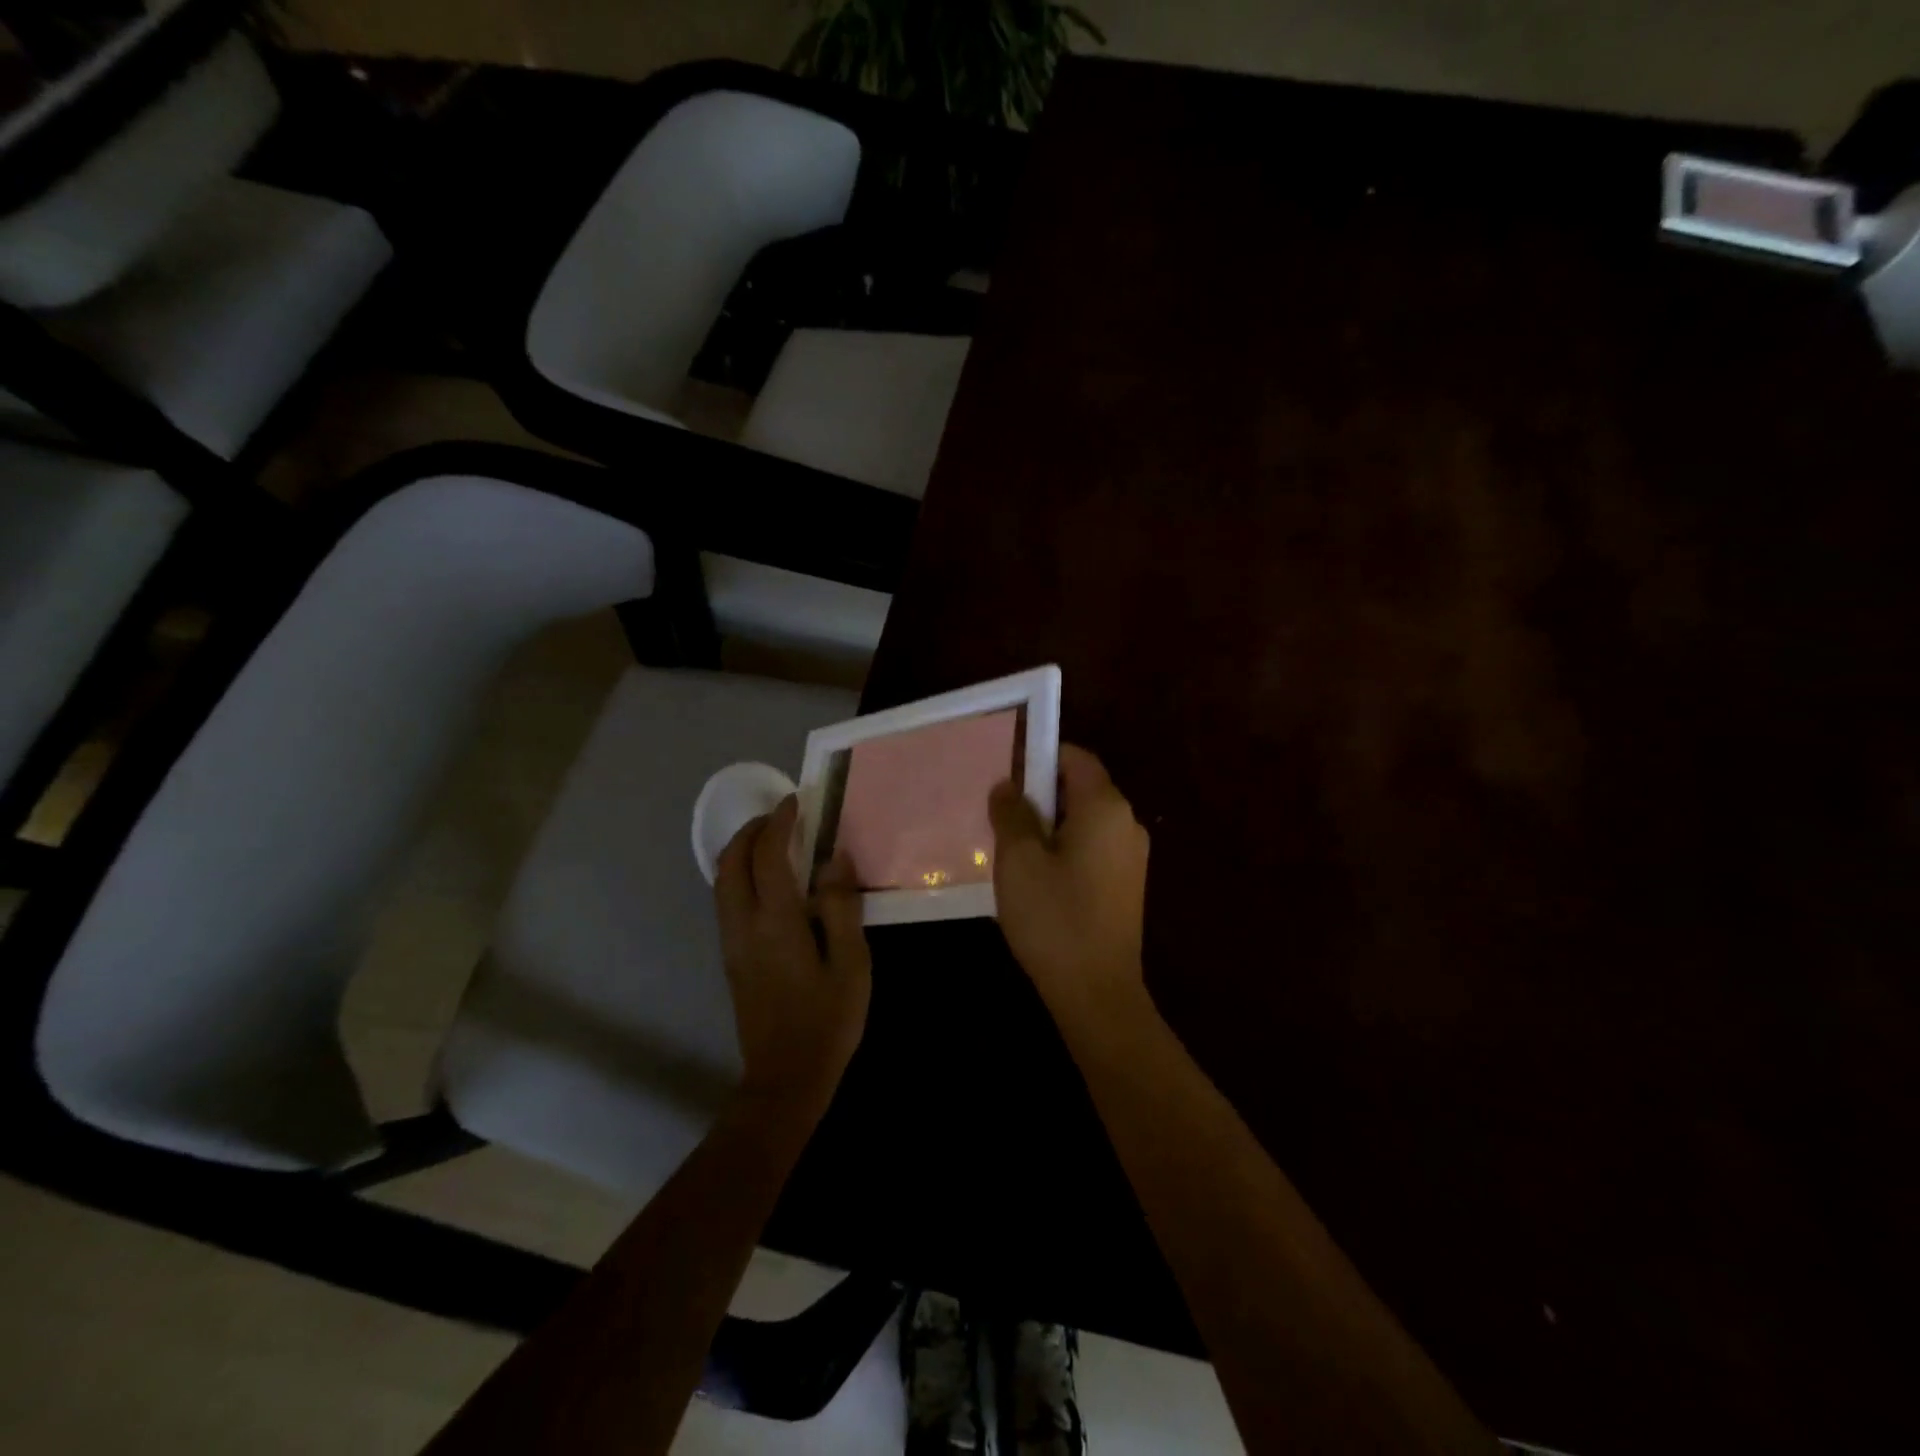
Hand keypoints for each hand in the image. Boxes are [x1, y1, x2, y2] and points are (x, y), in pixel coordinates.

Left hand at [713, 796, 870, 1105]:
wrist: (785, 1078)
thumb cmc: (827, 1020)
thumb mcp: (851, 963)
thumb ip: (841, 907)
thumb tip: (834, 859)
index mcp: (775, 923)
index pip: (768, 856)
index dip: (780, 823)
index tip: (797, 802)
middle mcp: (743, 925)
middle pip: (731, 862)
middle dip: (752, 831)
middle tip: (782, 817)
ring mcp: (731, 942)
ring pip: (721, 881)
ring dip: (742, 851)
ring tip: (774, 841)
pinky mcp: (730, 957)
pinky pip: (726, 899)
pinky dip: (740, 874)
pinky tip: (767, 881)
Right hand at [988, 744, 1150, 1019]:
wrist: (1097, 992)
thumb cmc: (1054, 917)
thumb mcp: (1018, 860)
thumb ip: (1011, 814)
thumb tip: (1008, 786)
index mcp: (1105, 807)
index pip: (1075, 758)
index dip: (1040, 758)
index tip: (1007, 777)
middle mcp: (1127, 823)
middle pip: (1081, 788)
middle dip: (1041, 796)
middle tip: (1002, 818)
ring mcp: (1132, 856)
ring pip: (1085, 821)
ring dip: (1050, 826)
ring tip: (1014, 852)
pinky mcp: (1127, 885)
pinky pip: (1093, 849)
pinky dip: (1066, 850)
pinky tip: (1039, 880)